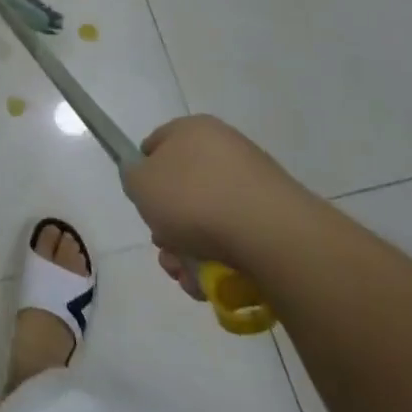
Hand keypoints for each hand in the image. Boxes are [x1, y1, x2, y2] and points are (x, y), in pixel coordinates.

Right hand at [120, 115, 306, 295]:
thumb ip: (133, 176)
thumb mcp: (139, 182)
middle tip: (167, 250)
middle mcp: (225, 149)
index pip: (156, 146)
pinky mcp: (278, 219)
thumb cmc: (194, 199)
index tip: (144, 206)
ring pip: (208, 219)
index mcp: (192, 129)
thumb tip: (147, 180)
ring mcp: (255, 184)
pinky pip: (238, 238)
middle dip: (169, 226)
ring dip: (190, 251)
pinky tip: (214, 283)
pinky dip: (222, 260)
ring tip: (189, 277)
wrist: (272, 236)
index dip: (144, 176)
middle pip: (182, 189)